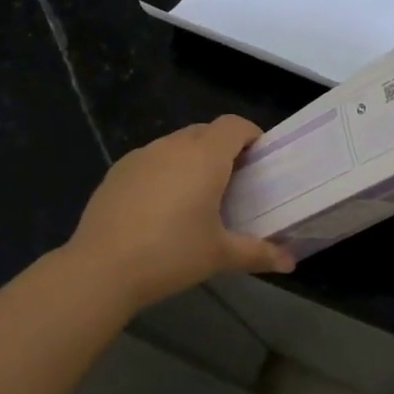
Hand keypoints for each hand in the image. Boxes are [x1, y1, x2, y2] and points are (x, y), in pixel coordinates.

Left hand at [68, 115, 294, 310]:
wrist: (102, 268)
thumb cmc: (171, 255)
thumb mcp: (220, 255)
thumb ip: (258, 253)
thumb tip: (291, 262)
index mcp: (205, 157)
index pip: (234, 125)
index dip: (251, 135)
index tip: (260, 159)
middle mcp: (173, 146)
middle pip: (206, 131)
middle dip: (223, 148)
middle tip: (234, 182)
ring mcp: (141, 155)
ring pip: (176, 144)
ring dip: (192, 159)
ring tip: (197, 195)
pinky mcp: (117, 171)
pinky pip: (151, 160)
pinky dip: (165, 171)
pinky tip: (161, 207)